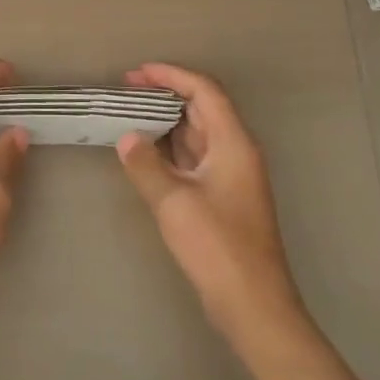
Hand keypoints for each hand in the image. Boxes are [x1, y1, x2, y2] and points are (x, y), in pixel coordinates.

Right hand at [117, 63, 312, 355]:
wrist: (253, 305)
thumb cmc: (217, 247)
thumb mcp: (174, 202)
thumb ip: (146, 165)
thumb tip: (127, 138)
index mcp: (233, 143)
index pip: (204, 91)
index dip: (172, 75)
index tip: (137, 73)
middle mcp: (236, 152)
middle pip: (202, 108)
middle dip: (165, 94)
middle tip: (127, 90)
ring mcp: (231, 176)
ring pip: (197, 133)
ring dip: (166, 121)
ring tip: (130, 114)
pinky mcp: (222, 197)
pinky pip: (194, 157)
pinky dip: (170, 147)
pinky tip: (145, 152)